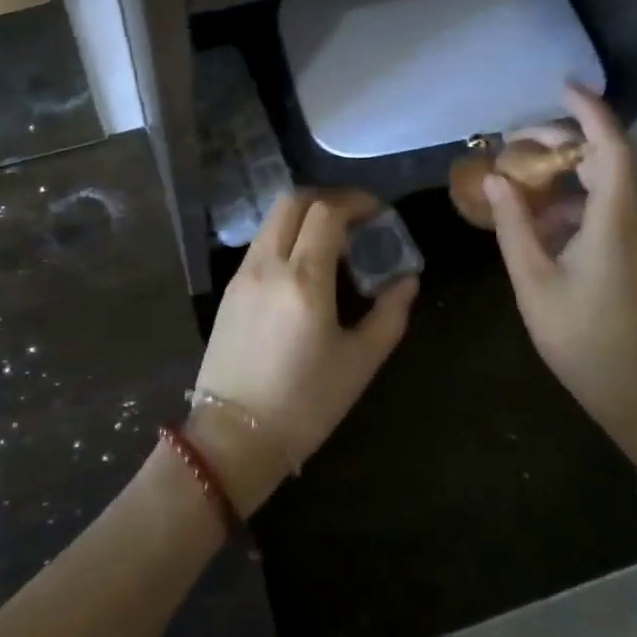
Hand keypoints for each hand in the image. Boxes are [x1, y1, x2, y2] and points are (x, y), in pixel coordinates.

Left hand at [189, 189, 417, 512]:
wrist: (234, 437)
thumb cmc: (305, 404)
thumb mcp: (359, 363)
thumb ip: (389, 314)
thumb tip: (407, 280)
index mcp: (303, 279)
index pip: (326, 212)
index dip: (355, 202)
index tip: (378, 213)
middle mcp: (268, 264)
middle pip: (292, 201)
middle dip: (327, 199)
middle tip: (355, 217)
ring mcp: (242, 274)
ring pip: (272, 220)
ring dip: (304, 216)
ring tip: (332, 242)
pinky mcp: (229, 289)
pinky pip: (261, 243)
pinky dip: (285, 236)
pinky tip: (304, 266)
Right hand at [487, 84, 636, 470]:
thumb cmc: (585, 340)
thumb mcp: (534, 282)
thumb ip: (513, 225)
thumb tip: (494, 178)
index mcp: (614, 220)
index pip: (611, 146)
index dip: (590, 111)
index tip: (561, 87)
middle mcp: (633, 219)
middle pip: (605, 158)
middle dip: (560, 140)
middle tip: (513, 142)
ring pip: (603, 183)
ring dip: (562, 172)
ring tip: (515, 179)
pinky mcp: (634, 254)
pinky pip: (602, 209)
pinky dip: (569, 201)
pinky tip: (535, 222)